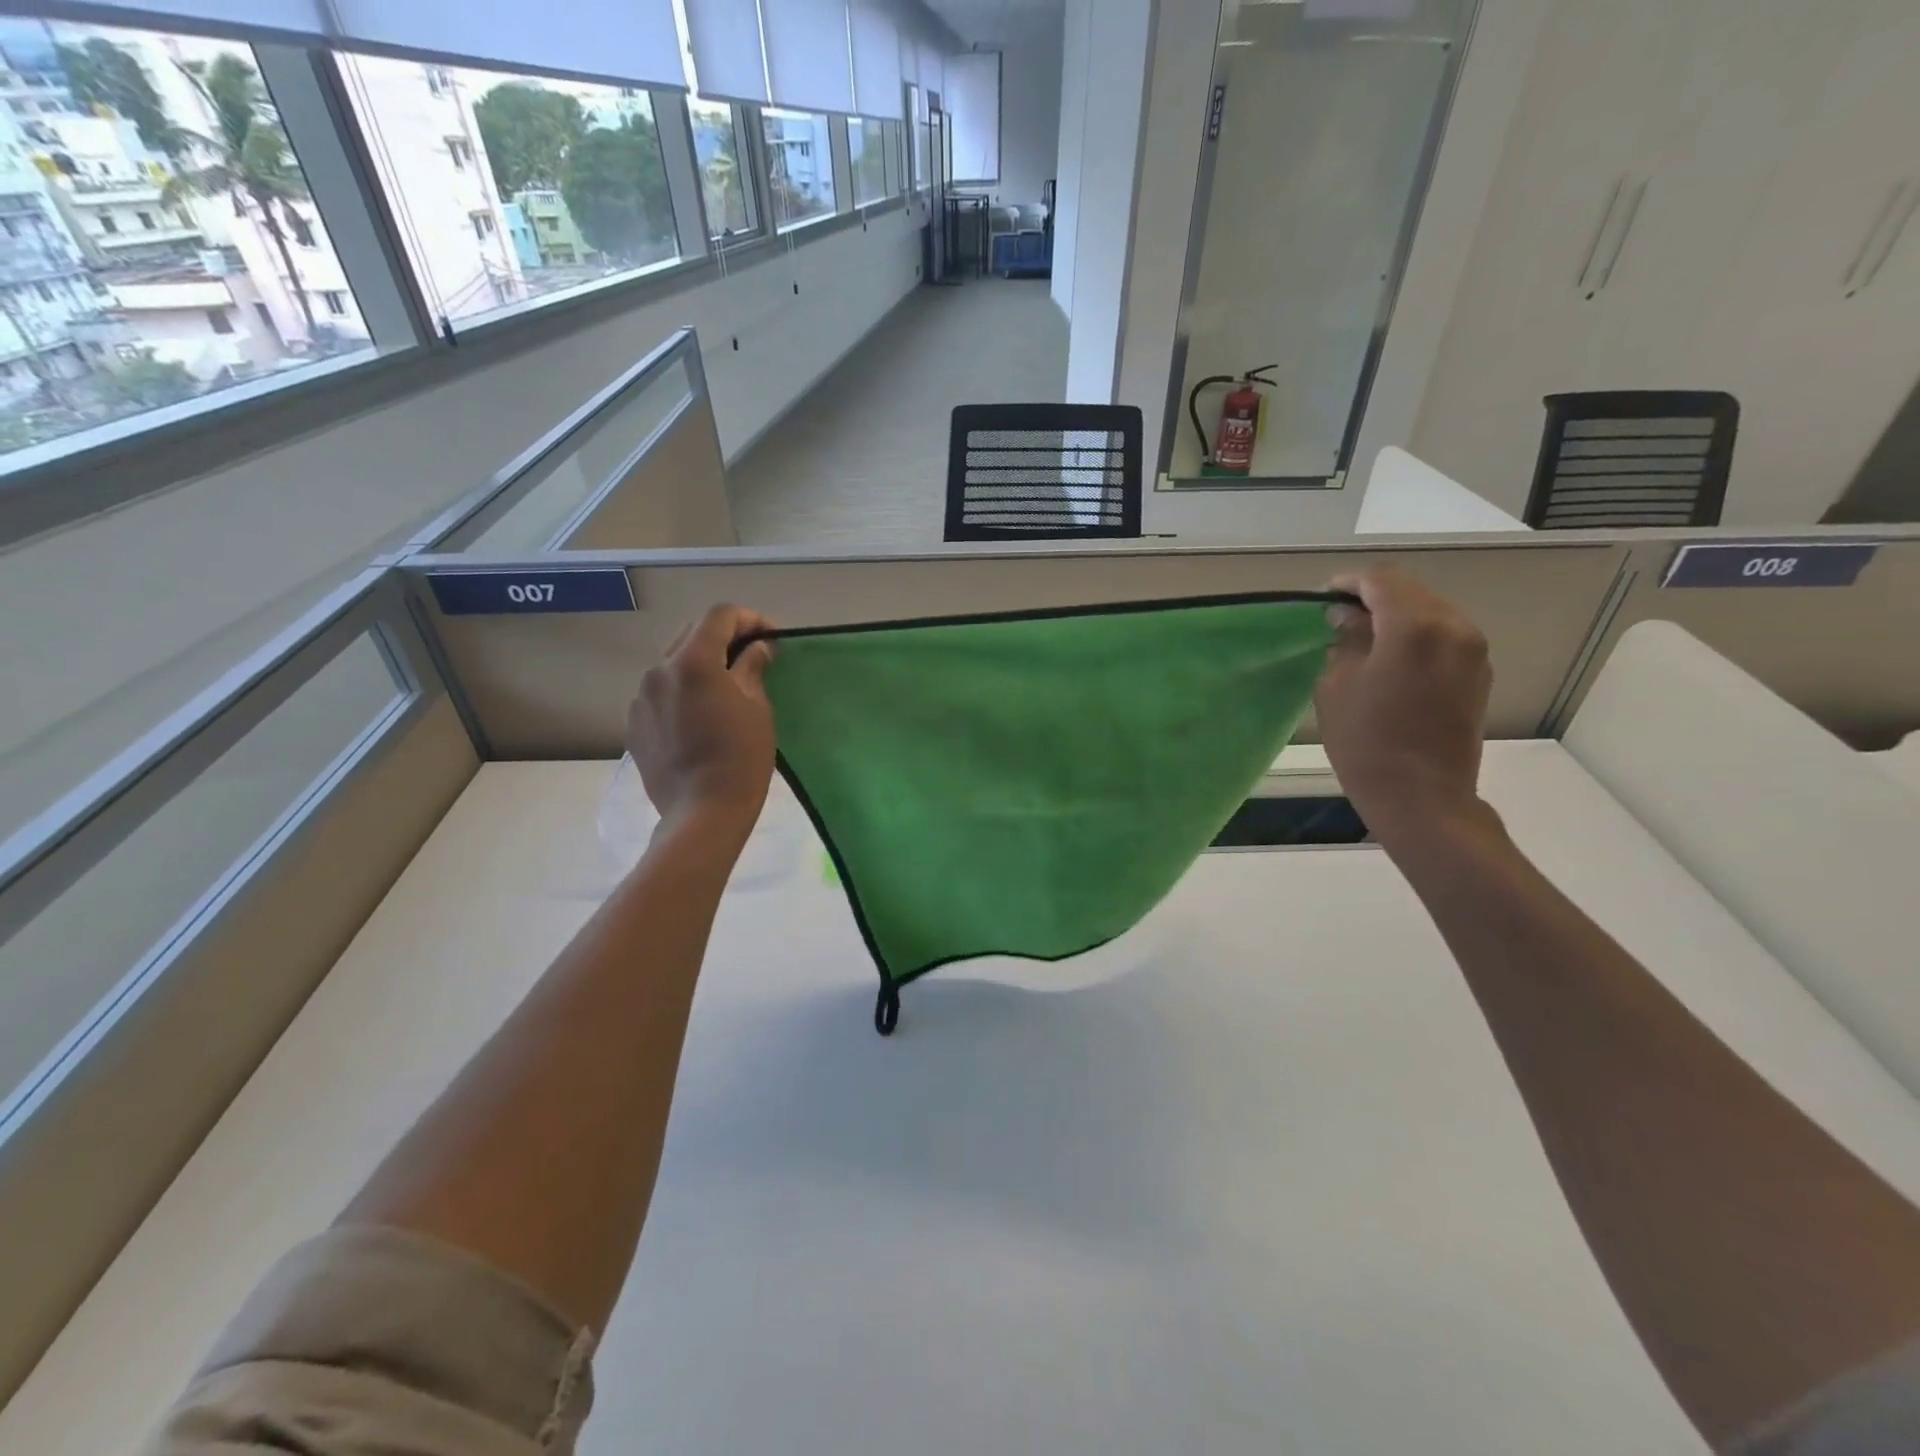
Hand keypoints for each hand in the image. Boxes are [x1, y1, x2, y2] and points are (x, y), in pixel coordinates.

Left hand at [627, 604, 776, 835]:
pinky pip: (661, 692)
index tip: (771, 637)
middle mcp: (659, 670)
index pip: (720, 616)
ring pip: (672, 663)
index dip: (750, 619)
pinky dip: (683, 691)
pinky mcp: (635, 723)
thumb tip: (758, 648)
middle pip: (692, 633)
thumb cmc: (741, 758)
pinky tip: (701, 716)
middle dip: (724, 638)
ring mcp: (641, 697)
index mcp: (693, 662)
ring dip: (700, 664)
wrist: (702, 812)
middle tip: (752, 658)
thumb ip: (753, 667)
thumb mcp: (758, 708)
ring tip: (725, 688)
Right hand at [1314, 567, 1491, 848]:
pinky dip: (1416, 636)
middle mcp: (1454, 628)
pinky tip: (1391, 660)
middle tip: (1338, 618)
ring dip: (1397, 617)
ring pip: (1431, 612)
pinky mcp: (1479, 674)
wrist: (1422, 798)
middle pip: (1411, 592)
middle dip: (1373, 598)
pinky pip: (1444, 637)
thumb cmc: (1367, 743)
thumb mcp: (1336, 687)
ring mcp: (1473, 651)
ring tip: (1363, 639)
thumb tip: (1347, 619)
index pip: (1381, 580)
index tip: (1323, 598)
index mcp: (1415, 627)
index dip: (1348, 583)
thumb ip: (1344, 641)